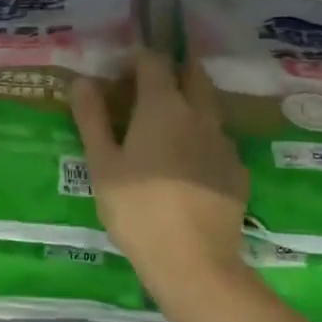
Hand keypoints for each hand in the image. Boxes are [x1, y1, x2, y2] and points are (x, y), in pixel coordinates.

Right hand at [72, 50, 248, 289]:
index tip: (120, 75)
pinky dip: (202, 140)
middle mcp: (200, 114)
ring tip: (166, 128)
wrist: (193, 261)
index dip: (136, 60)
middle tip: (148, 90)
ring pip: (209, 107)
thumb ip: (92, 119)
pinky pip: (218, 141)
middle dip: (172, 71)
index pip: (154, 60)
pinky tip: (188, 166)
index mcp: (164, 106)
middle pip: (192, 74)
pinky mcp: (237, 171)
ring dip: (190, 103)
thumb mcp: (102, 165)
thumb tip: (83, 81)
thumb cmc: (137, 209)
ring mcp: (224, 142)